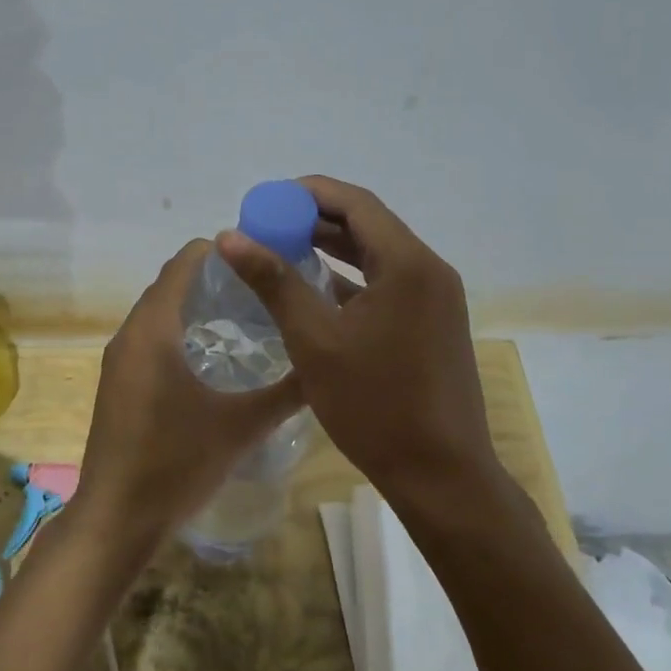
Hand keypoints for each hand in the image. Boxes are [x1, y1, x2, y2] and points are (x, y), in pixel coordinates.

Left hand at [77, 239, 303, 538]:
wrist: (117, 518)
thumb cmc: (175, 463)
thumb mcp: (241, 426)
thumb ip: (286, 392)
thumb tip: (325, 365)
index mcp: (153, 328)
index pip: (184, 262)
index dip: (223, 250)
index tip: (264, 256)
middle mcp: (130, 333)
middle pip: (172, 284)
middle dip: (216, 278)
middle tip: (266, 287)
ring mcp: (120, 359)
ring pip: (161, 313)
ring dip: (198, 307)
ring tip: (250, 318)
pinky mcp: (119, 383)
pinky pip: (152, 339)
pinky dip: (182, 333)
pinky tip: (218, 358)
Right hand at [217, 176, 499, 501]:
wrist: (442, 476)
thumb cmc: (375, 405)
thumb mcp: (314, 340)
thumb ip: (273, 281)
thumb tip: (229, 236)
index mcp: (408, 264)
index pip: (356, 203)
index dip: (309, 194)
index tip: (266, 201)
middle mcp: (429, 270)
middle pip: (368, 225)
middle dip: (316, 220)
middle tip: (267, 227)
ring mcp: (436, 299)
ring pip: (378, 255)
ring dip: (333, 248)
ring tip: (283, 251)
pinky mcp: (433, 324)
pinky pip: (388, 283)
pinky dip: (352, 278)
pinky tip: (316, 290)